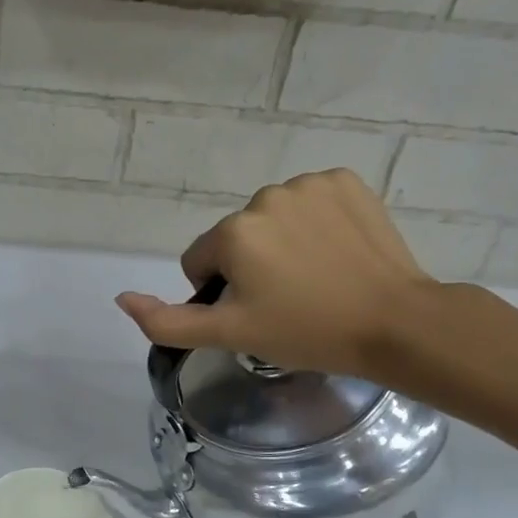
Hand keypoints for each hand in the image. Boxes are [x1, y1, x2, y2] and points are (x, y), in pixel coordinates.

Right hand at [115, 170, 435, 377]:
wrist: (396, 323)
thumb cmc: (307, 332)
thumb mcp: (229, 335)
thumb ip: (167, 321)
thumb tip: (122, 298)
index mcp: (233, 233)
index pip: (200, 261)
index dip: (220, 293)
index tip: (256, 313)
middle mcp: (265, 196)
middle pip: (236, 237)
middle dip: (251, 265)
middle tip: (287, 299)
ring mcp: (310, 184)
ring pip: (272, 218)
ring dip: (282, 243)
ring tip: (315, 277)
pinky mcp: (346, 181)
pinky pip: (311, 202)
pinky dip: (316, 223)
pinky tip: (337, 252)